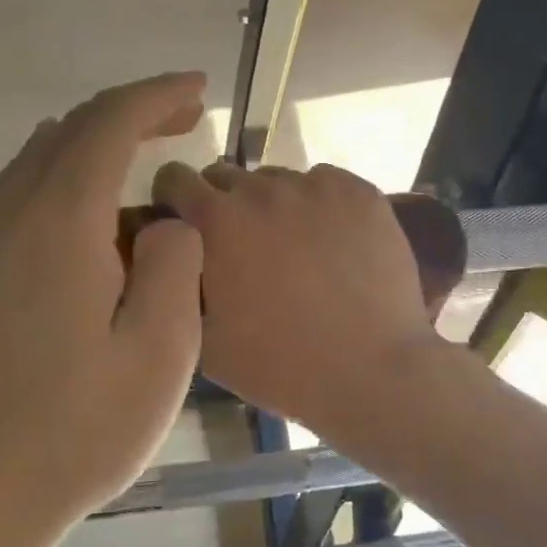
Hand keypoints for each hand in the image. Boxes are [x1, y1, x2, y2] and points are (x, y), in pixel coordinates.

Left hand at [0, 73, 207, 525]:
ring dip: (94, 145)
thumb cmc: (75, 432)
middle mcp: (12, 218)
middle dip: (130, 112)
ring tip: (146, 167)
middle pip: (69, 131)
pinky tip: (95, 223)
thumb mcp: (161, 352)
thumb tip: (167, 222)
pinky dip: (64, 181)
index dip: (157, 95)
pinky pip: (19, 198)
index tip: (198, 89)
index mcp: (62, 224)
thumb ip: (176, 266)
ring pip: (37, 161)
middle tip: (183, 120)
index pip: (109, 124)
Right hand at [150, 161, 441, 433]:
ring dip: (274, 205)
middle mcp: (262, 189)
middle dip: (223, 204)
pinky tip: (334, 242)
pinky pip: (325, 184)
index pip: (175, 178)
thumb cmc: (280, 365)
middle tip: (242, 245)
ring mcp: (315, 186)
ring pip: (279, 181)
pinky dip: (320, 205)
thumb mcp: (202, 339)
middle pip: (227, 177)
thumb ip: (181, 284)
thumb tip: (178, 256)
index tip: (184, 220)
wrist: (372, 370)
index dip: (174, 197)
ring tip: (295, 247)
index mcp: (216, 221)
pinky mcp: (360, 192)